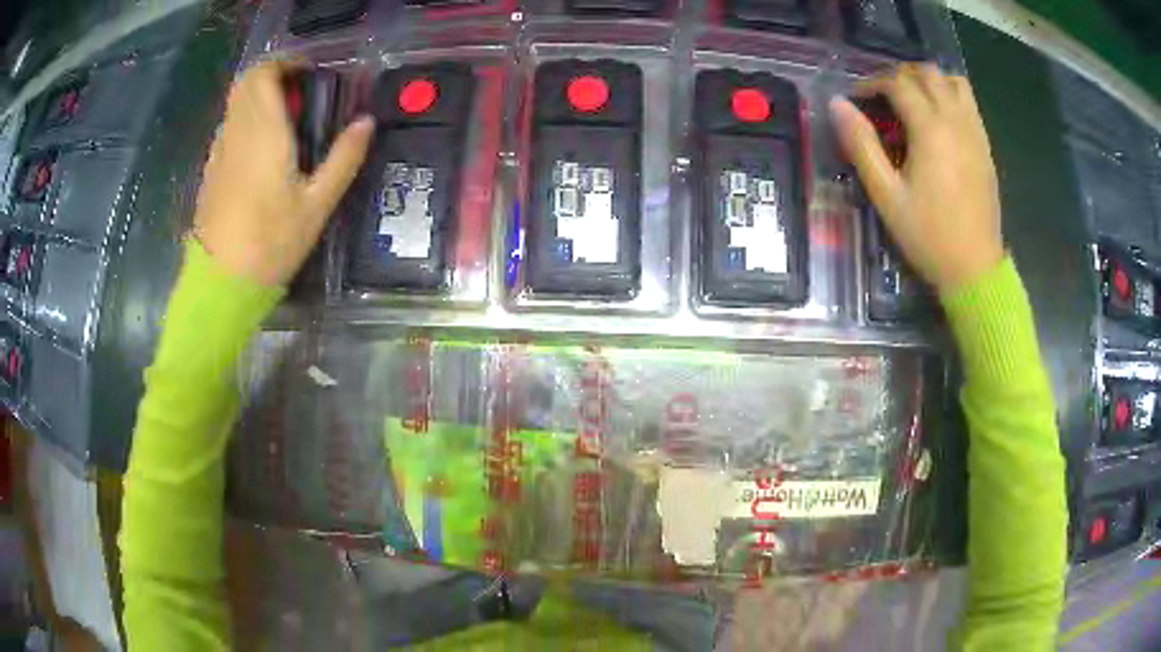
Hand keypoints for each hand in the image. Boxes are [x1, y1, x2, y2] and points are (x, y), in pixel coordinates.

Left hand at [193, 59, 373, 286]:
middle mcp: (236, 132)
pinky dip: (246, 122)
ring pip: (236, 104)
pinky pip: (229, 127)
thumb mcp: (317, 204)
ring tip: (285, 123)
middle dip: (273, 77)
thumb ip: (343, 158)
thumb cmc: (271, 243)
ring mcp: (219, 151)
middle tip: (300, 96)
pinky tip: (263, 152)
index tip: (310, 74)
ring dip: (259, 99)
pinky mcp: (212, 170)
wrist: (221, 284)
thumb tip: (366, 122)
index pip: (264, 74)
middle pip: (247, 82)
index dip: (286, 65)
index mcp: (263, 132)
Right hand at [830, 63, 1003, 294]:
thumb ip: (861, 144)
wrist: (974, 269)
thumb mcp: (886, 194)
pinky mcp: (985, 146)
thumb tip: (837, 104)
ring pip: (952, 80)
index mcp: (930, 128)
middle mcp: (955, 120)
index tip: (857, 99)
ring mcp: (974, 131)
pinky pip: (969, 101)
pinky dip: (950, 94)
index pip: (897, 82)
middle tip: (882, 96)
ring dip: (928, 80)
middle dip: (899, 75)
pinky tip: (939, 115)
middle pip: (926, 73)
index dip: (872, 83)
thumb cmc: (928, 235)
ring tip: (913, 99)